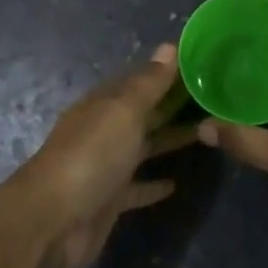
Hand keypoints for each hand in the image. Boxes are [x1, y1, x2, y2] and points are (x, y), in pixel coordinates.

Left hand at [1, 43, 192, 267]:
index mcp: (104, 103)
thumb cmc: (91, 155)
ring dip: (169, 140)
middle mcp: (104, 130)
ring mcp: (106, 166)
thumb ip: (149, 83)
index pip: (140, 80)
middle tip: (213, 98)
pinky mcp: (109, 200)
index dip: (168, 72)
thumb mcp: (123, 111)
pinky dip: (154, 184)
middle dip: (172, 105)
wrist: (53, 220)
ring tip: (205, 133)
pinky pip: (136, 187)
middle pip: (144, 113)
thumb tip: (170, 46)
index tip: (202, 65)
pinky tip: (176, 184)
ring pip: (143, 147)